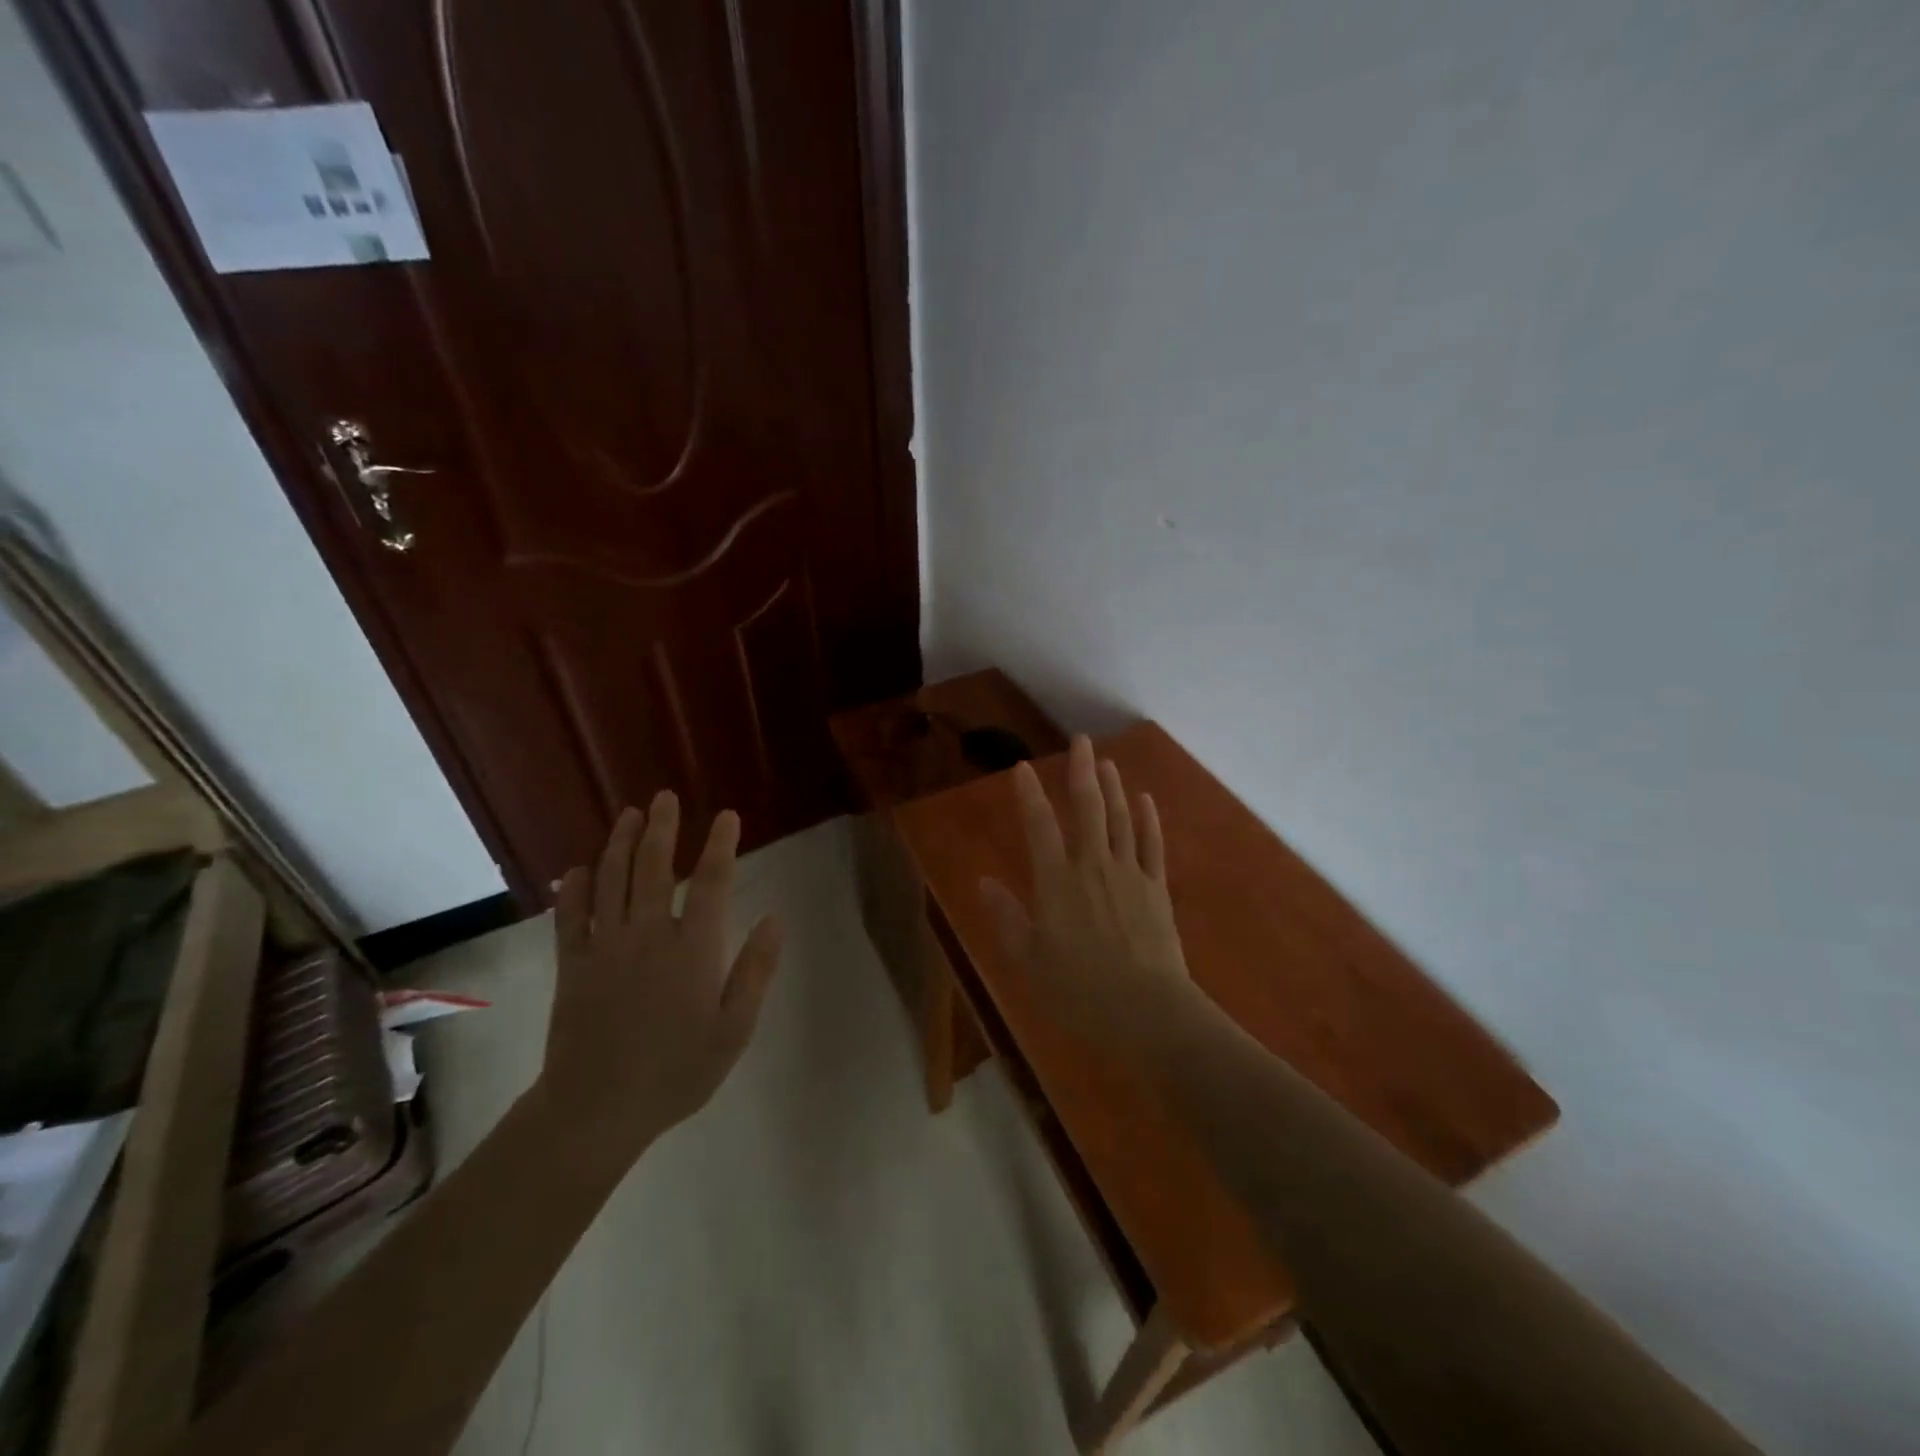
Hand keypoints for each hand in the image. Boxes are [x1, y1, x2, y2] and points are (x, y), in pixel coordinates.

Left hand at [537, 793, 783, 1175]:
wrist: (596, 1110)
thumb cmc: (677, 1071)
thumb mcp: (734, 1029)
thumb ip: (756, 970)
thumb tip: (775, 918)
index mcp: (694, 949)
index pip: (713, 883)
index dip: (721, 845)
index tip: (728, 817)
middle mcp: (649, 935)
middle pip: (656, 868)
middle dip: (663, 828)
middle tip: (666, 796)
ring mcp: (606, 947)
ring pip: (612, 881)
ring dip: (621, 844)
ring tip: (630, 814)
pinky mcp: (572, 965)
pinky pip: (570, 916)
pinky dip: (574, 889)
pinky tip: (578, 869)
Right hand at [981, 736, 1192, 1058]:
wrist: (1148, 1012)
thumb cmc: (1079, 991)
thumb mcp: (1028, 960)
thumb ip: (1006, 917)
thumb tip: (984, 881)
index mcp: (1056, 882)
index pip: (1039, 826)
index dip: (1029, 794)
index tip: (1023, 768)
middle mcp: (1092, 865)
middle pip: (1087, 808)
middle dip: (1082, 771)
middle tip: (1080, 741)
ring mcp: (1129, 874)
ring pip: (1120, 819)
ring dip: (1113, 787)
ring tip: (1107, 762)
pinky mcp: (1156, 889)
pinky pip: (1152, 844)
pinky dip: (1148, 819)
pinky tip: (1145, 800)